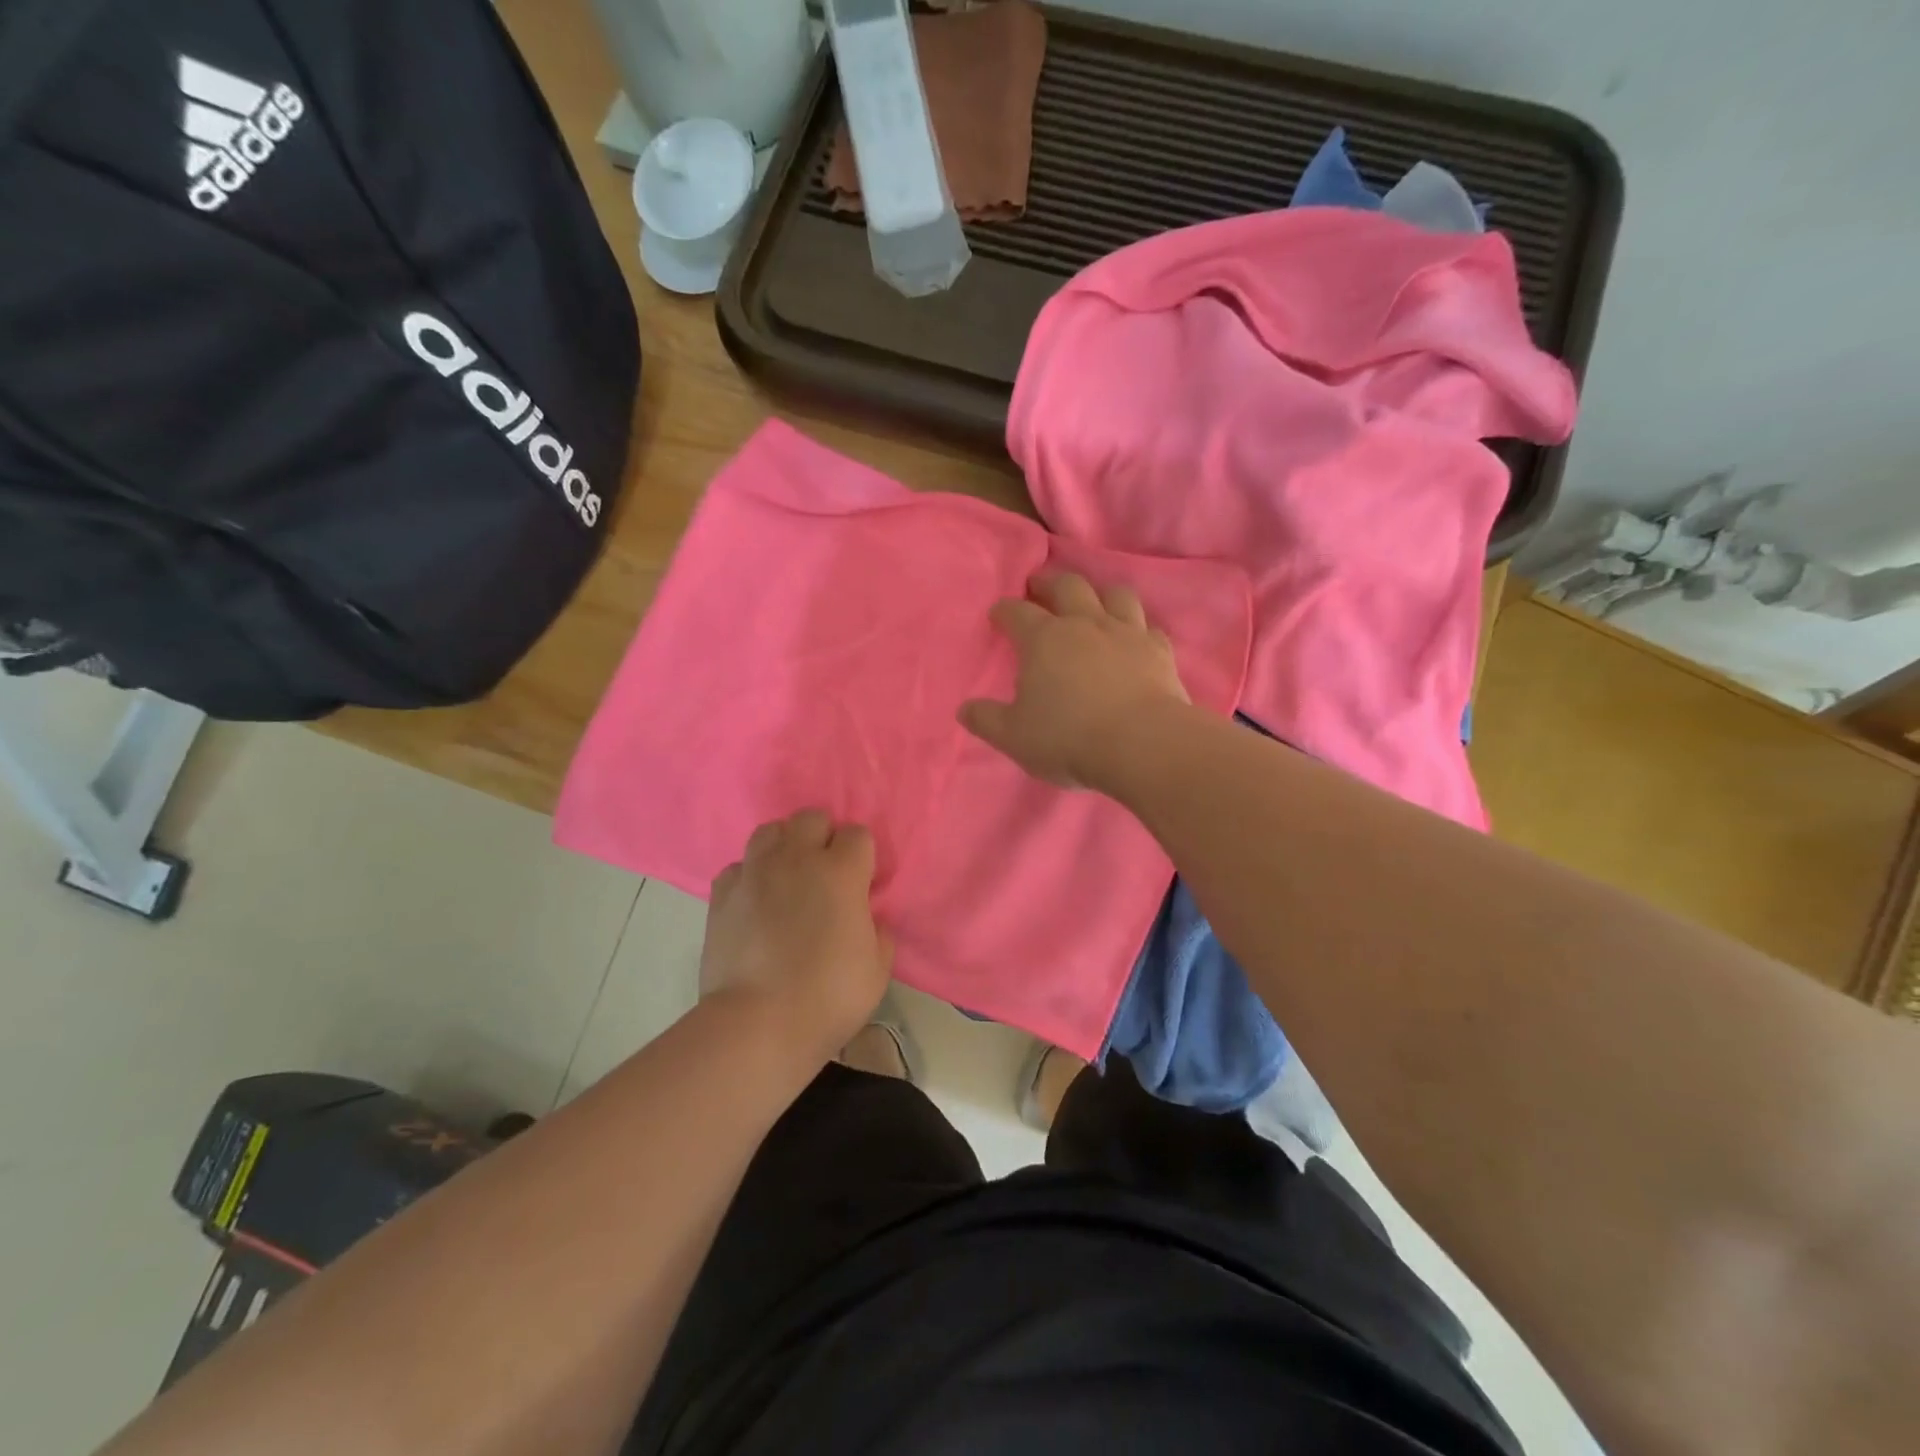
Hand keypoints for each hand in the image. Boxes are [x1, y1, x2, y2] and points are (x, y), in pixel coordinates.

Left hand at [700, 810, 892, 1055]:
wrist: (758, 1023)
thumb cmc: (829, 996)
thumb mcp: (877, 969)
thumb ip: (879, 933)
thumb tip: (868, 918)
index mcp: (841, 871)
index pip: (857, 834)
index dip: (861, 856)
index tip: (861, 882)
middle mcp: (797, 859)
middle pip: (811, 818)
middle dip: (822, 837)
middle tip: (825, 873)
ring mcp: (755, 872)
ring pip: (770, 831)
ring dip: (784, 846)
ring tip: (787, 877)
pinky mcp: (722, 894)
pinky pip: (738, 867)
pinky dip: (749, 877)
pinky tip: (754, 901)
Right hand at [959, 571, 1189, 789]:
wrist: (1141, 744)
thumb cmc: (1068, 738)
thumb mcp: (1013, 736)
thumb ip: (986, 720)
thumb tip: (965, 710)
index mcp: (1043, 639)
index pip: (1017, 613)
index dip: (1004, 610)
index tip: (998, 614)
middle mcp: (1085, 624)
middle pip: (1067, 586)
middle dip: (1049, 582)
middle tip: (1039, 584)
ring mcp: (1126, 633)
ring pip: (1114, 594)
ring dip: (1100, 593)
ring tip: (1092, 600)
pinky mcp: (1159, 650)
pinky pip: (1147, 626)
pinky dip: (1137, 627)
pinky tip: (1134, 636)